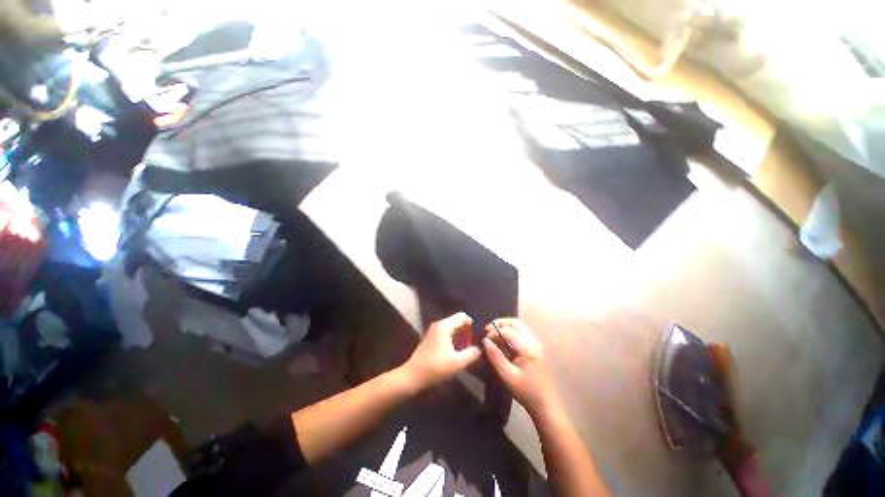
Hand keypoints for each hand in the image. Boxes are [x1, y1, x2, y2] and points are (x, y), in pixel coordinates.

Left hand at [402, 312, 481, 390]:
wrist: (412, 376)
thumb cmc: (435, 368)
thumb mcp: (457, 363)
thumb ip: (472, 353)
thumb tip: (479, 348)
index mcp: (445, 326)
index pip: (463, 316)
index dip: (472, 326)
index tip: (476, 339)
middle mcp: (439, 324)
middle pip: (458, 322)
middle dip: (467, 332)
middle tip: (473, 347)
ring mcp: (434, 331)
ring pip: (453, 328)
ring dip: (461, 338)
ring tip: (466, 352)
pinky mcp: (432, 338)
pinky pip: (447, 334)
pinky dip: (454, 340)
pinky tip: (456, 354)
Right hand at [483, 318, 563, 418]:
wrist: (548, 406)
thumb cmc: (527, 392)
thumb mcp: (508, 376)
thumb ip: (495, 356)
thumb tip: (485, 340)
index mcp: (528, 347)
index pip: (508, 330)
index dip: (494, 331)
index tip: (483, 338)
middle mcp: (534, 341)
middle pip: (516, 323)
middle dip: (500, 324)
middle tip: (488, 331)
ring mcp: (537, 345)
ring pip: (519, 327)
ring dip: (506, 328)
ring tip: (494, 336)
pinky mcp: (537, 350)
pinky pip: (522, 334)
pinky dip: (511, 334)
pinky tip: (503, 343)